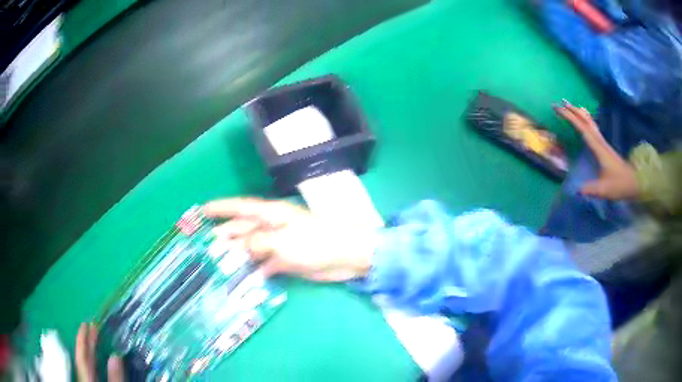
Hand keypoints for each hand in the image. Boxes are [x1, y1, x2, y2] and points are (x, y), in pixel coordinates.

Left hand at [76, 323, 123, 381]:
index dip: (84, 340)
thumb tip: (116, 356)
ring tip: (93, 338)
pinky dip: (92, 362)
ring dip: (89, 351)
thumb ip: (116, 379)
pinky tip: (97, 359)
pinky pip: (89, 371)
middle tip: (91, 325)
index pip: (84, 358)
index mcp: (88, 379)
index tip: (87, 323)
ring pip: (86, 365)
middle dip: (87, 342)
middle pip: (83, 359)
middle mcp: (85, 379)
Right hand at [203, 198, 375, 281]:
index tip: (202, 211)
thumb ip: (257, 242)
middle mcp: (273, 226)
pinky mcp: (287, 260)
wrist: (346, 256)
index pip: (240, 208)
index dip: (221, 208)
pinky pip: (266, 264)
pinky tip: (245, 280)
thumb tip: (238, 245)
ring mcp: (280, 244)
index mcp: (271, 214)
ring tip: (219, 265)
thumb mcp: (282, 240)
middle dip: (225, 236)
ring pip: (252, 248)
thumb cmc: (315, 242)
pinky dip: (256, 271)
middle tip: (205, 247)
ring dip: (237, 255)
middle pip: (243, 230)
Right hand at [554, 100, 639, 199]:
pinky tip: (584, 119)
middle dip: (572, 111)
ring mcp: (603, 143)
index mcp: (598, 148)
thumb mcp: (604, 189)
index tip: (558, 109)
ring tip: (569, 106)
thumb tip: (576, 190)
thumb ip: (590, 189)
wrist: (634, 182)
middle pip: (585, 121)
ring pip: (589, 122)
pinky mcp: (604, 146)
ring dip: (579, 113)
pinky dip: (586, 120)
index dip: (570, 118)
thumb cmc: (619, 184)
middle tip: (559, 103)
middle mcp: (600, 141)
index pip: (582, 128)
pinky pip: (593, 128)